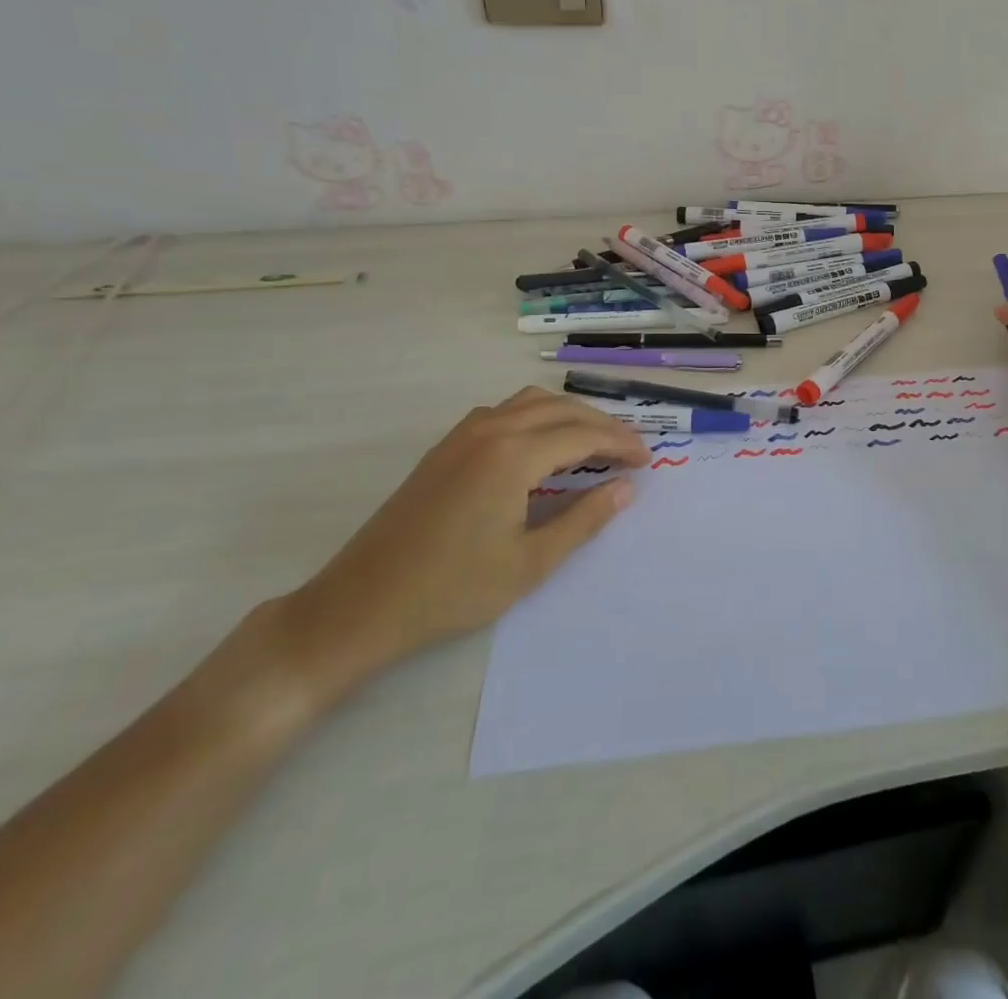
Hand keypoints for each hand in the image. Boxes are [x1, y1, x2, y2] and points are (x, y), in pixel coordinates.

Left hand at [279, 387, 650, 702]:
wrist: (360, 605)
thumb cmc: (451, 590)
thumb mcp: (530, 564)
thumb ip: (584, 520)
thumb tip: (626, 488)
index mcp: (512, 456)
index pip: (582, 435)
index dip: (620, 443)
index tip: (648, 460)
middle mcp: (490, 430)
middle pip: (560, 409)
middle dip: (601, 425)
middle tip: (630, 451)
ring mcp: (462, 435)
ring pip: (530, 402)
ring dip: (568, 415)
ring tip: (594, 443)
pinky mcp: (445, 448)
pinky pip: (504, 412)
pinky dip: (537, 417)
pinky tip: (542, 448)